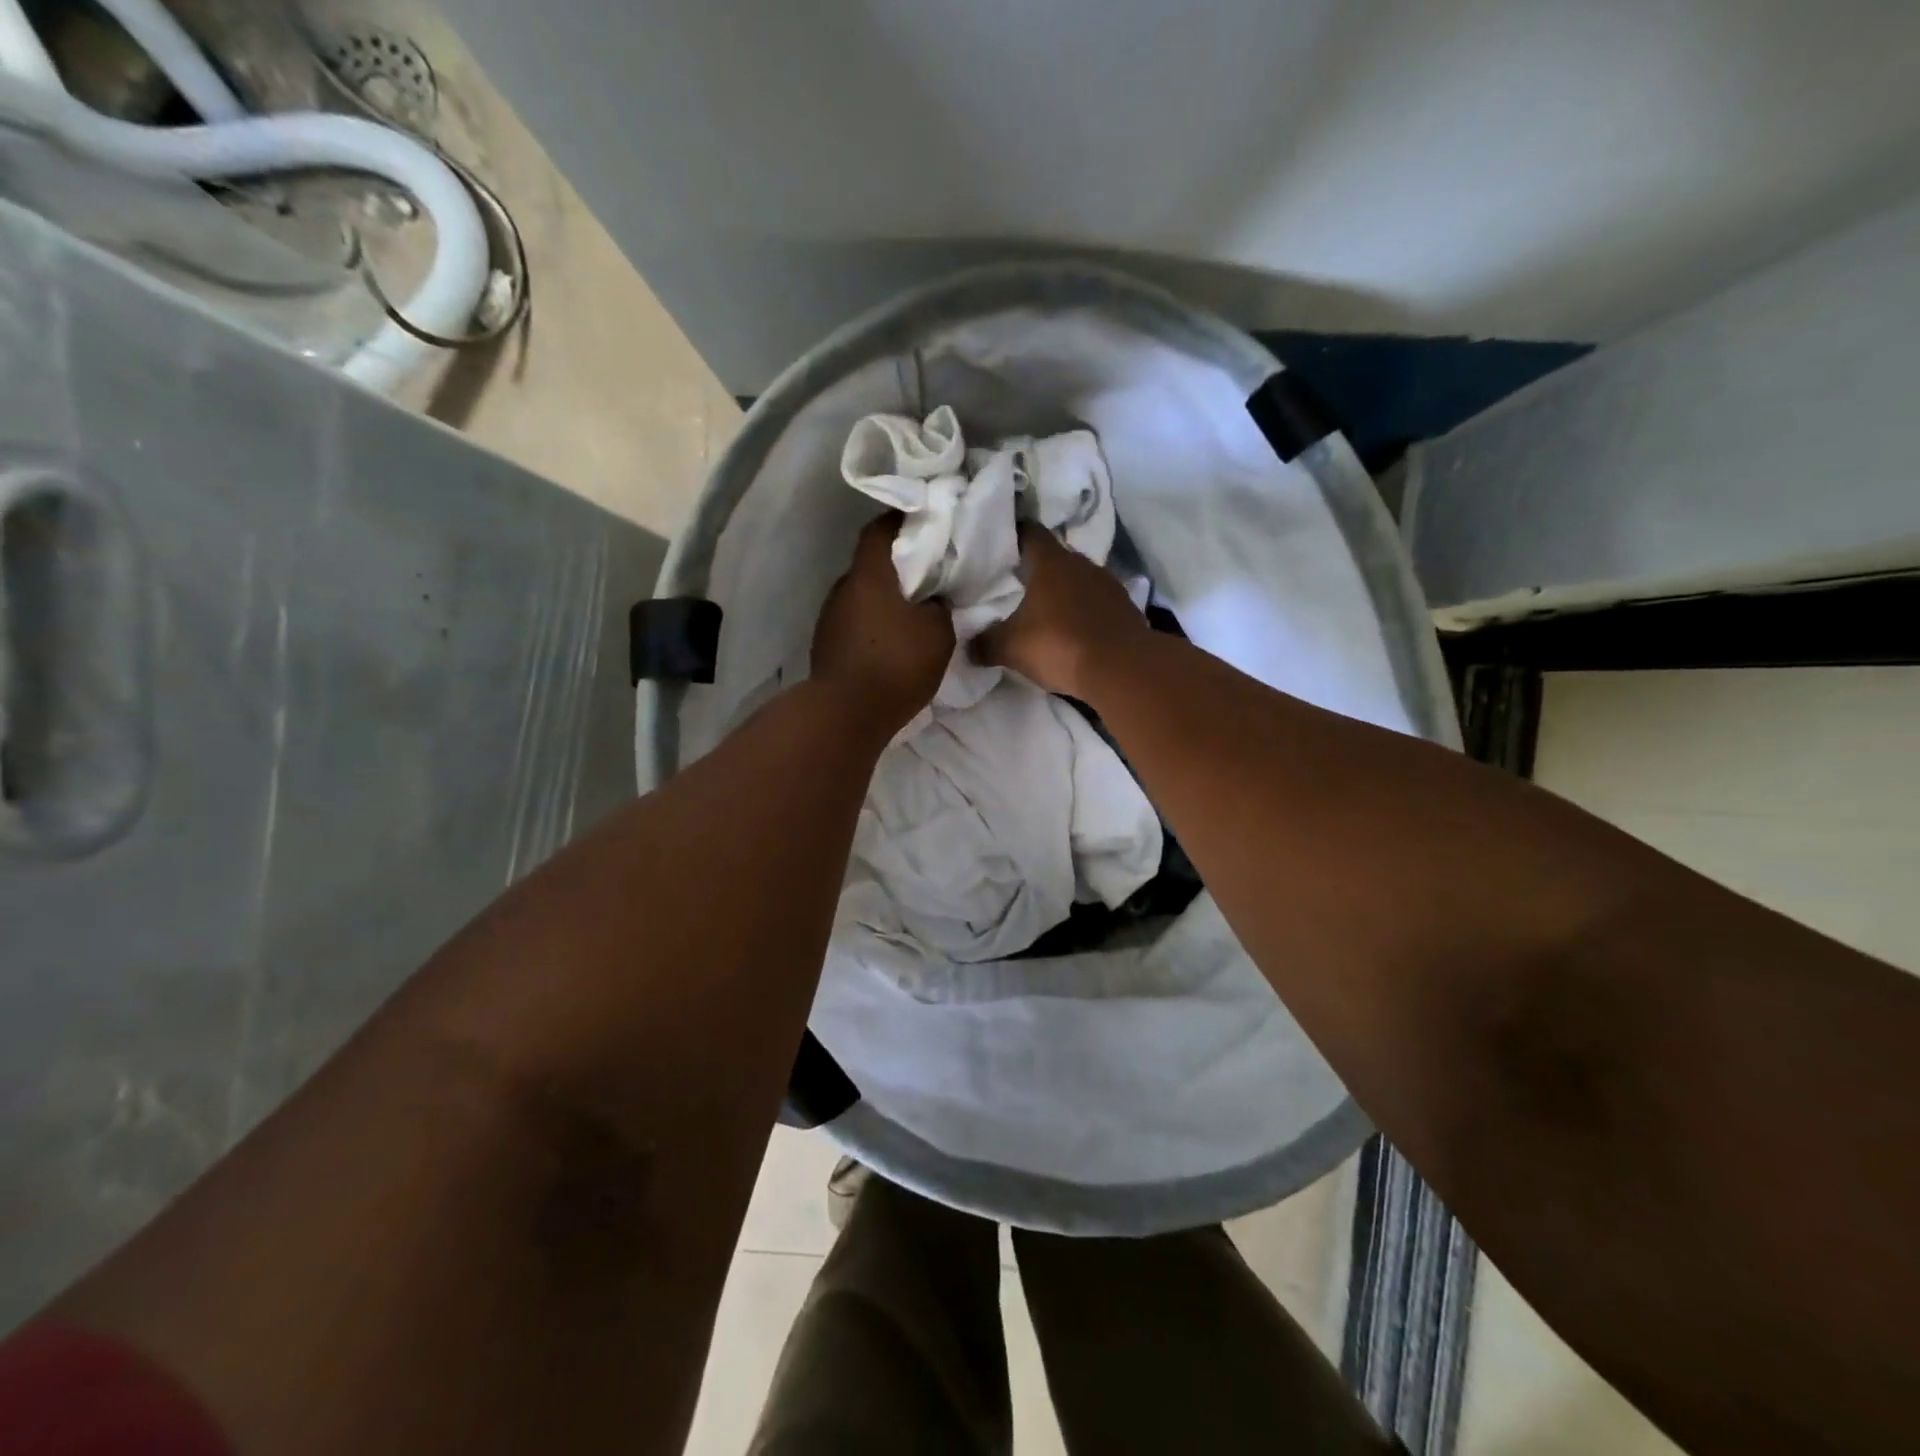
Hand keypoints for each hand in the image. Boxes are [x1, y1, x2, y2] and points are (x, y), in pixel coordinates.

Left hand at [812, 514, 954, 734]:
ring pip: (862, 596)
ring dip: (884, 599)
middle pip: (871, 565)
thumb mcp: (938, 633)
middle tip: (927, 576)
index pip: (879, 529)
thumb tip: (932, 600)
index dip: (902, 523)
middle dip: (897, 567)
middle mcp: (842, 589)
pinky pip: (855, 622)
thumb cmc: (896, 664)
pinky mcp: (826, 645)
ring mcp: (830, 618)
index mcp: (868, 575)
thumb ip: (939, 607)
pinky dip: (873, 624)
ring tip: (912, 613)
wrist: (846, 715)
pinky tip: (892, 642)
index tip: (926, 527)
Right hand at [973, 525, 1147, 698]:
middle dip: (1038, 568)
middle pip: (1056, 558)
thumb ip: (986, 643)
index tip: (1002, 543)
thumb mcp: (1011, 648)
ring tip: (1046, 609)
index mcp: (1052, 563)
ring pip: (1080, 580)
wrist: (1122, 669)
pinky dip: (1086, 612)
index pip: (1030, 533)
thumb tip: (968, 645)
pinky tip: (1075, 630)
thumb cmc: (1060, 645)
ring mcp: (1109, 585)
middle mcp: (1083, 565)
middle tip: (1018, 582)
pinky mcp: (1127, 609)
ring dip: (1065, 592)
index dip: (1015, 535)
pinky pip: (1098, 604)